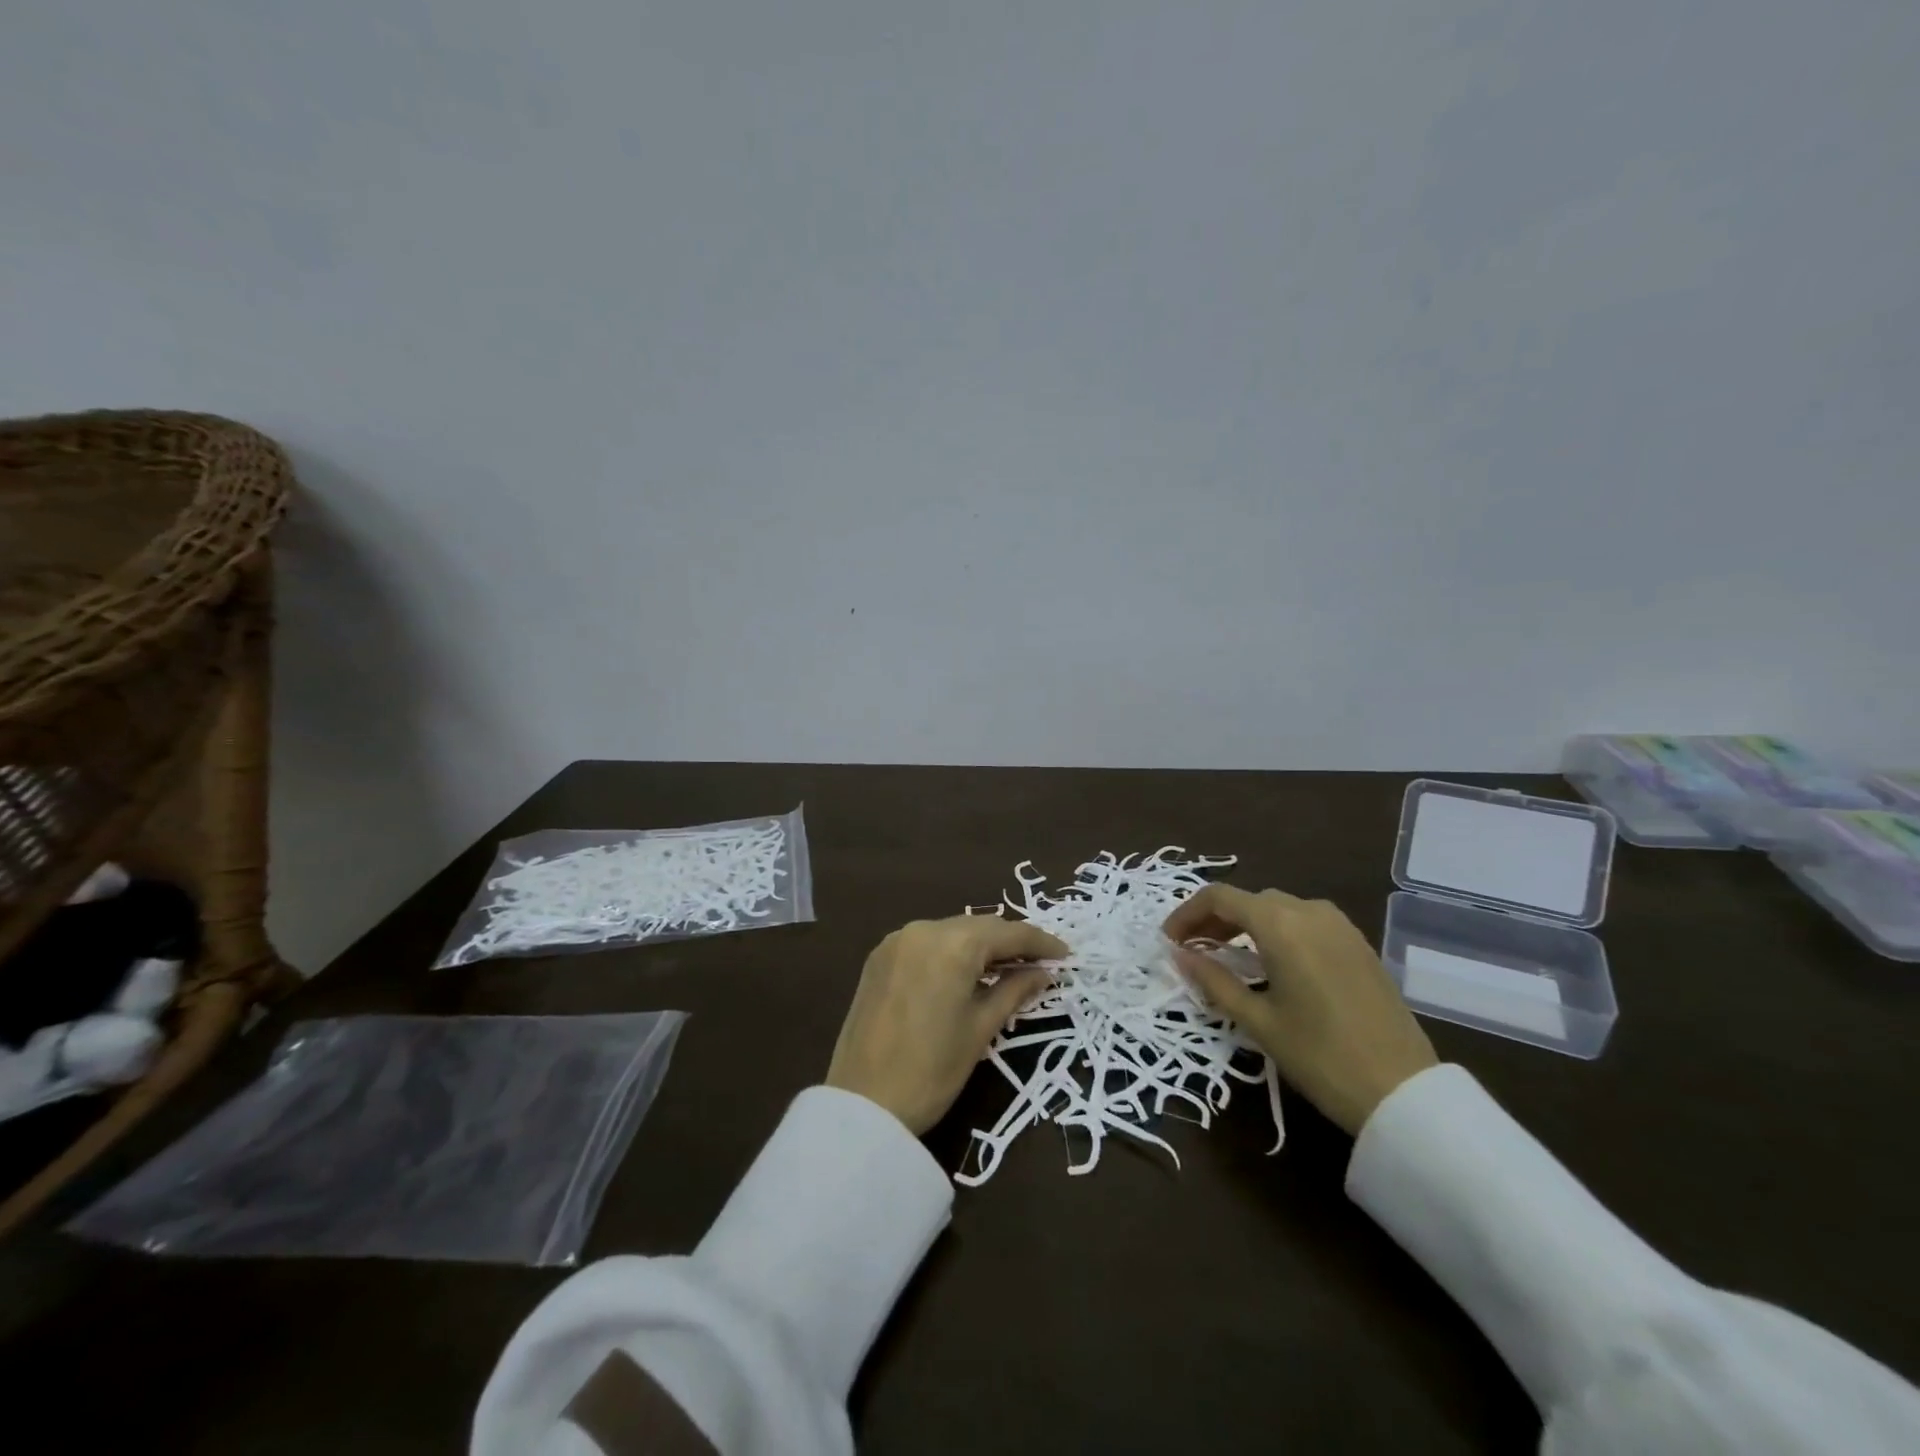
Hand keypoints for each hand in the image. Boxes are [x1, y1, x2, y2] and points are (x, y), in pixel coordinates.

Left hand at [827, 916, 1067, 1135]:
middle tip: (1041, 965)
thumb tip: (1044, 972)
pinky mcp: (879, 957)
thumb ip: (1015, 990)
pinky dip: (951, 952)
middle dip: (1011, 943)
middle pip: (979, 926)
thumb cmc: (933, 1070)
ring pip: (952, 932)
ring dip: (981, 946)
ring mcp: (896, 940)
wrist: (863, 1106)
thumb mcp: (981, 1029)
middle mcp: (923, 928)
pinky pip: (927, 943)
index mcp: (952, 943)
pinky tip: (967, 973)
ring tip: (1008, 969)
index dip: (1040, 943)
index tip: (1066, 955)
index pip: (1008, 933)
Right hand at [1163, 886, 1436, 1135]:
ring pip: (1278, 908)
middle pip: (1249, 899)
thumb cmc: (1320, 1056)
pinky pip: (1305, 922)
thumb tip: (1179, 954)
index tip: (1169, 941)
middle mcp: (1309, 911)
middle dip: (1215, 919)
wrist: (1403, 1092)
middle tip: (1193, 950)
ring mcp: (1339, 925)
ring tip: (1226, 956)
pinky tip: (1270, 963)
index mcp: (1281, 924)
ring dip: (1246, 923)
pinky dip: (1277, 931)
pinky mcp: (1358, 944)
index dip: (1187, 914)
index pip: (1220, 898)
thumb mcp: (1257, 1020)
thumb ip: (1213, 980)